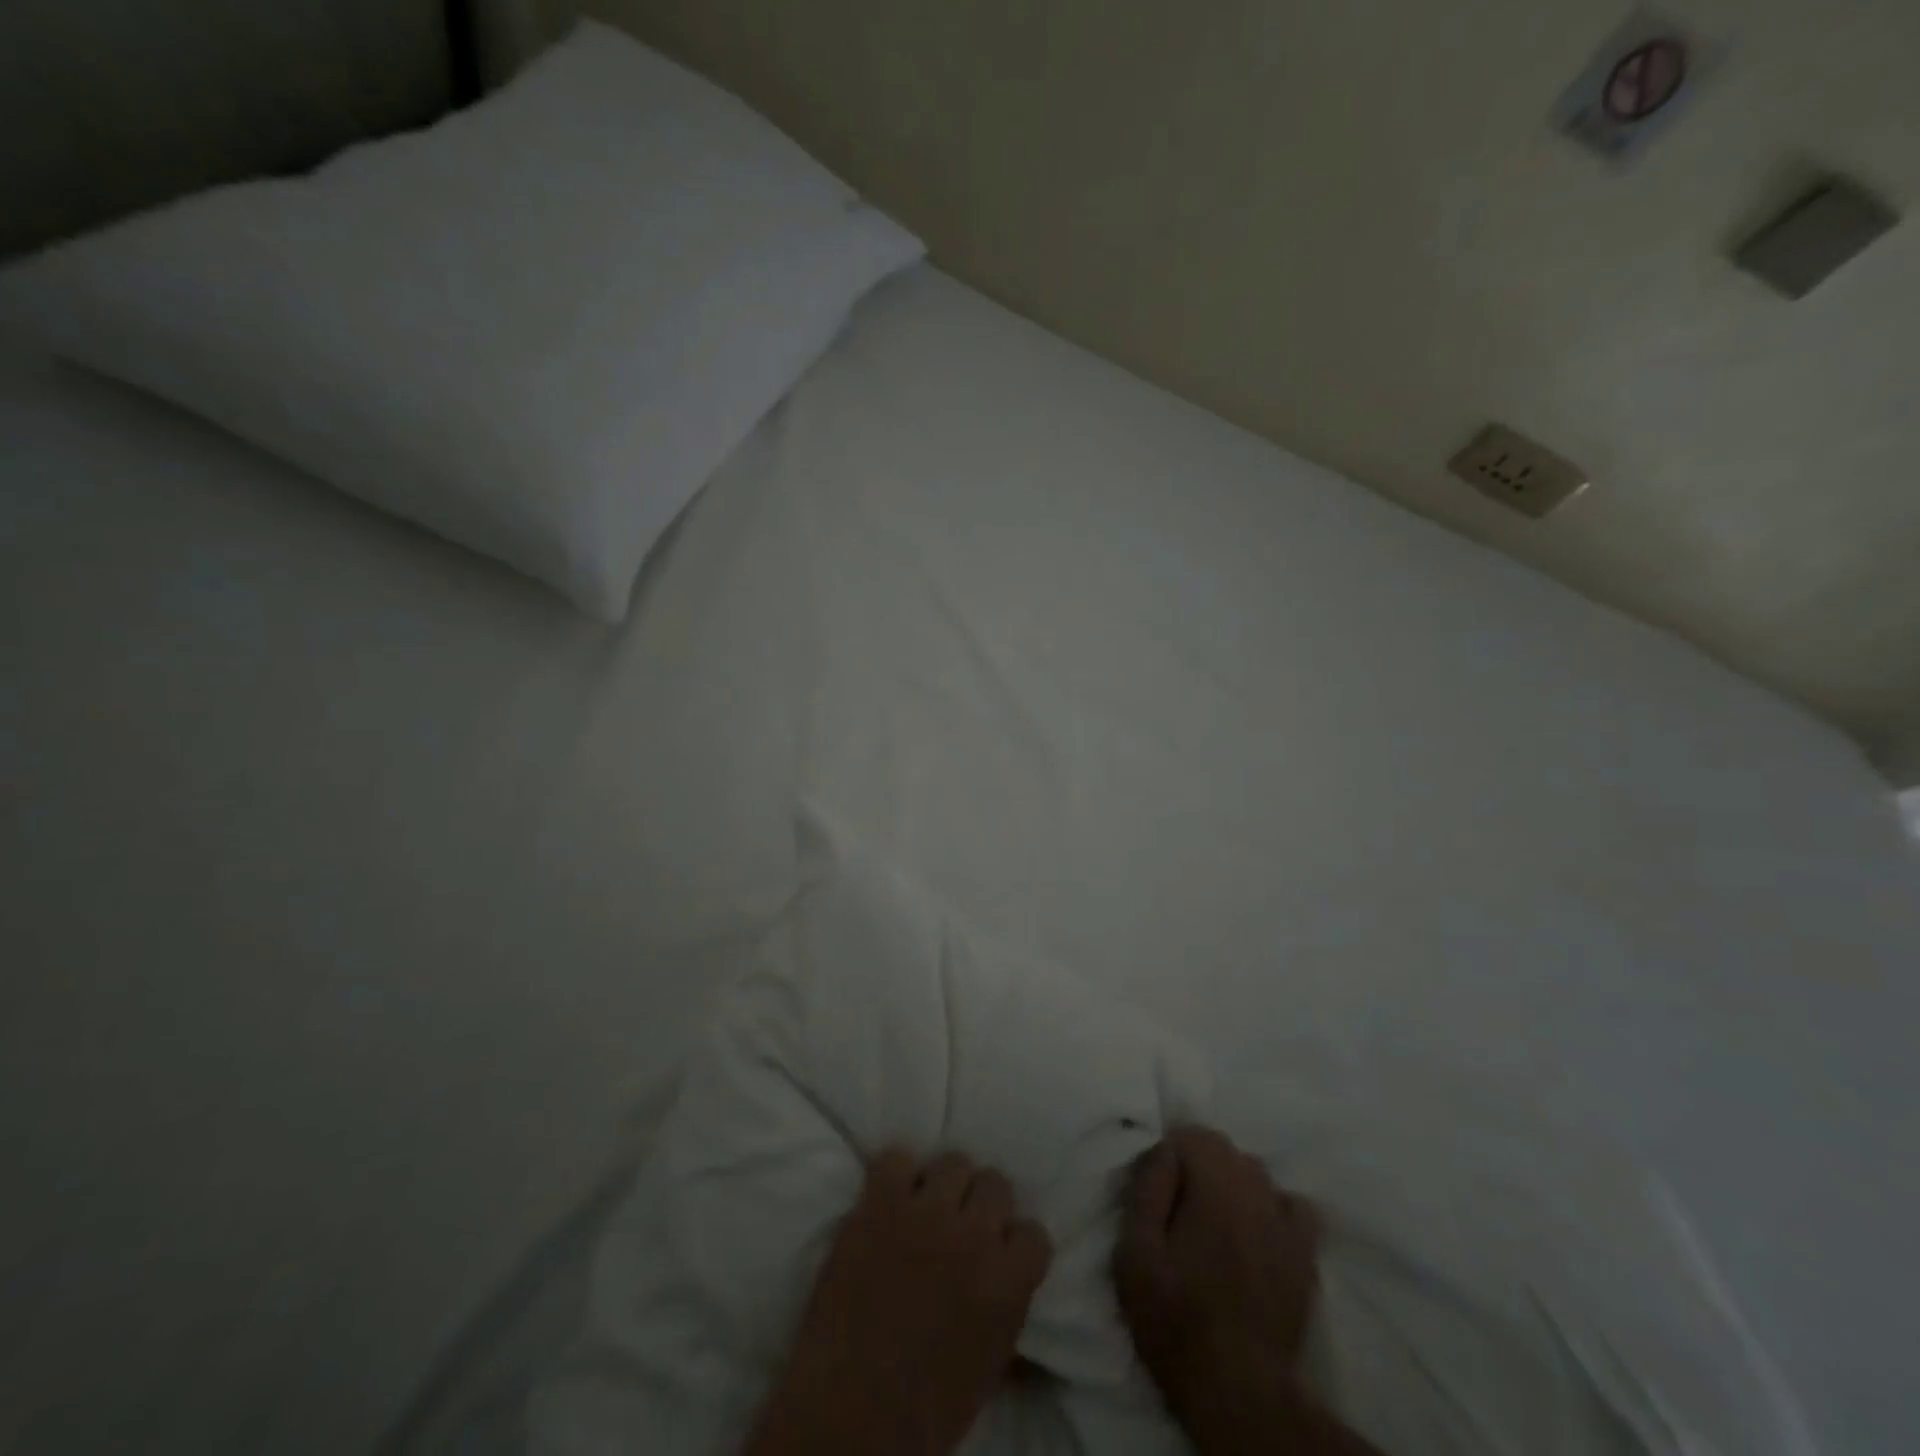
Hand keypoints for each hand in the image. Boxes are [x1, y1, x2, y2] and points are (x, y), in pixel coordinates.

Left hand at [746, 1149, 1052, 1455]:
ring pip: (953, 1161)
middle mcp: (973, 1235)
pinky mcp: (880, 1203)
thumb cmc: (923, 1410)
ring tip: (926, 1207)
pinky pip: (896, 1158)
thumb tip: (1010, 1280)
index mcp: (1007, 1284)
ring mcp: (924, 1213)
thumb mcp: (988, 1367)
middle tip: (963, 1224)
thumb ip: (1006, 1309)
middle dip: (983, 1204)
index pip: (1034, 1232)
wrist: (847, 1416)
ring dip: (944, 1185)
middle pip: (996, 1182)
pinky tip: (889, 1199)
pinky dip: (894, 1175)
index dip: (1015, 1243)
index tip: (1000, 1252)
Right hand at [1112, 1127, 1320, 1437]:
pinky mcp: (1304, 1253)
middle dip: (1197, 1165)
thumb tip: (1163, 1149)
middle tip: (1177, 1210)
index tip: (1154, 1192)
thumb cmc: (1175, 1318)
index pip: (1190, 1133)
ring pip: (1254, 1172)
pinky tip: (1256, 1232)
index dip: (1167, 1157)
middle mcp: (1255, 1188)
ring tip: (1213, 1222)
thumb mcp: (1135, 1253)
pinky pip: (1292, 1206)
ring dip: (1231, 1183)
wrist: (1238, 1391)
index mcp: (1213, 1184)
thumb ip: (1146, 1189)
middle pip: (1223, 1148)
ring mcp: (1285, 1220)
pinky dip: (1272, 1207)